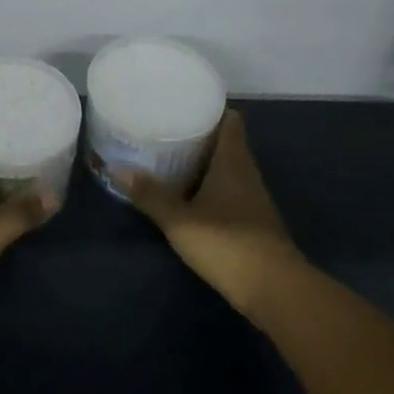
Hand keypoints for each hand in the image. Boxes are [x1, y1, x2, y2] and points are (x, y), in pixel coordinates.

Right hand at [116, 109, 306, 312]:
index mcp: (233, 161)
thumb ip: (150, 194)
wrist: (277, 292)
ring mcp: (253, 199)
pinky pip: (229, 191)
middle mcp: (247, 173)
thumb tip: (115, 167)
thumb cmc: (229, 244)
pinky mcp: (253, 222)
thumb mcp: (180, 220)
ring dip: (204, 161)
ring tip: (171, 156)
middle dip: (200, 134)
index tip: (185, 101)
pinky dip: (210, 186)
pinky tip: (188, 193)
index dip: (211, 107)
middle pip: (226, 142)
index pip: (230, 120)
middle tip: (167, 126)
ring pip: (227, 168)